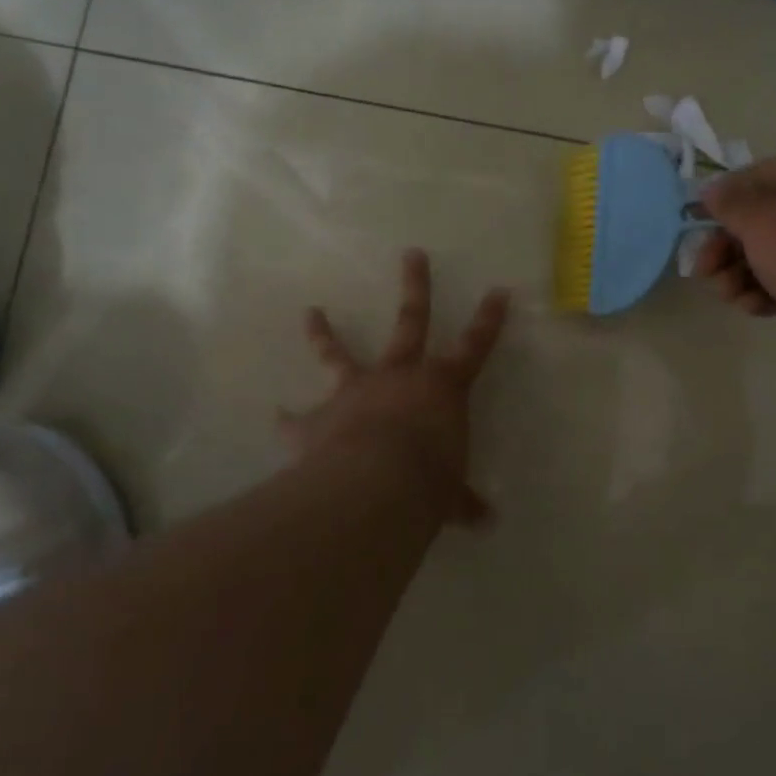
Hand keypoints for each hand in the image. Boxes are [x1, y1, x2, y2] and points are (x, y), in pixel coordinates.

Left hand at [281, 250, 510, 524]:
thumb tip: (485, 522)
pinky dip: (288, 418)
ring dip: (325, 334)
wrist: (375, 487)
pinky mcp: (317, 419)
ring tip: (311, 311)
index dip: (489, 319)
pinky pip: (298, 418)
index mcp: (441, 387)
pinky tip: (277, 414)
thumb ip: (462, 501)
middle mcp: (399, 377)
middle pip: (410, 322)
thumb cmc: (429, 480)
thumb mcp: (452, 494)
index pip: (475, 346)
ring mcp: (355, 392)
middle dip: (415, 287)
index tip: (498, 290)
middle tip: (412, 254)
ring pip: (339, 355)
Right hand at [695, 155, 775, 365]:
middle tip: (704, 270)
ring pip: (769, 257)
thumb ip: (730, 203)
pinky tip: (753, 307)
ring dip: (739, 275)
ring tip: (729, 294)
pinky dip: (765, 293)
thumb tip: (711, 190)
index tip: (695, 223)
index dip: (722, 199)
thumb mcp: (761, 218)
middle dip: (725, 247)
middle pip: (759, 222)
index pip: (755, 177)